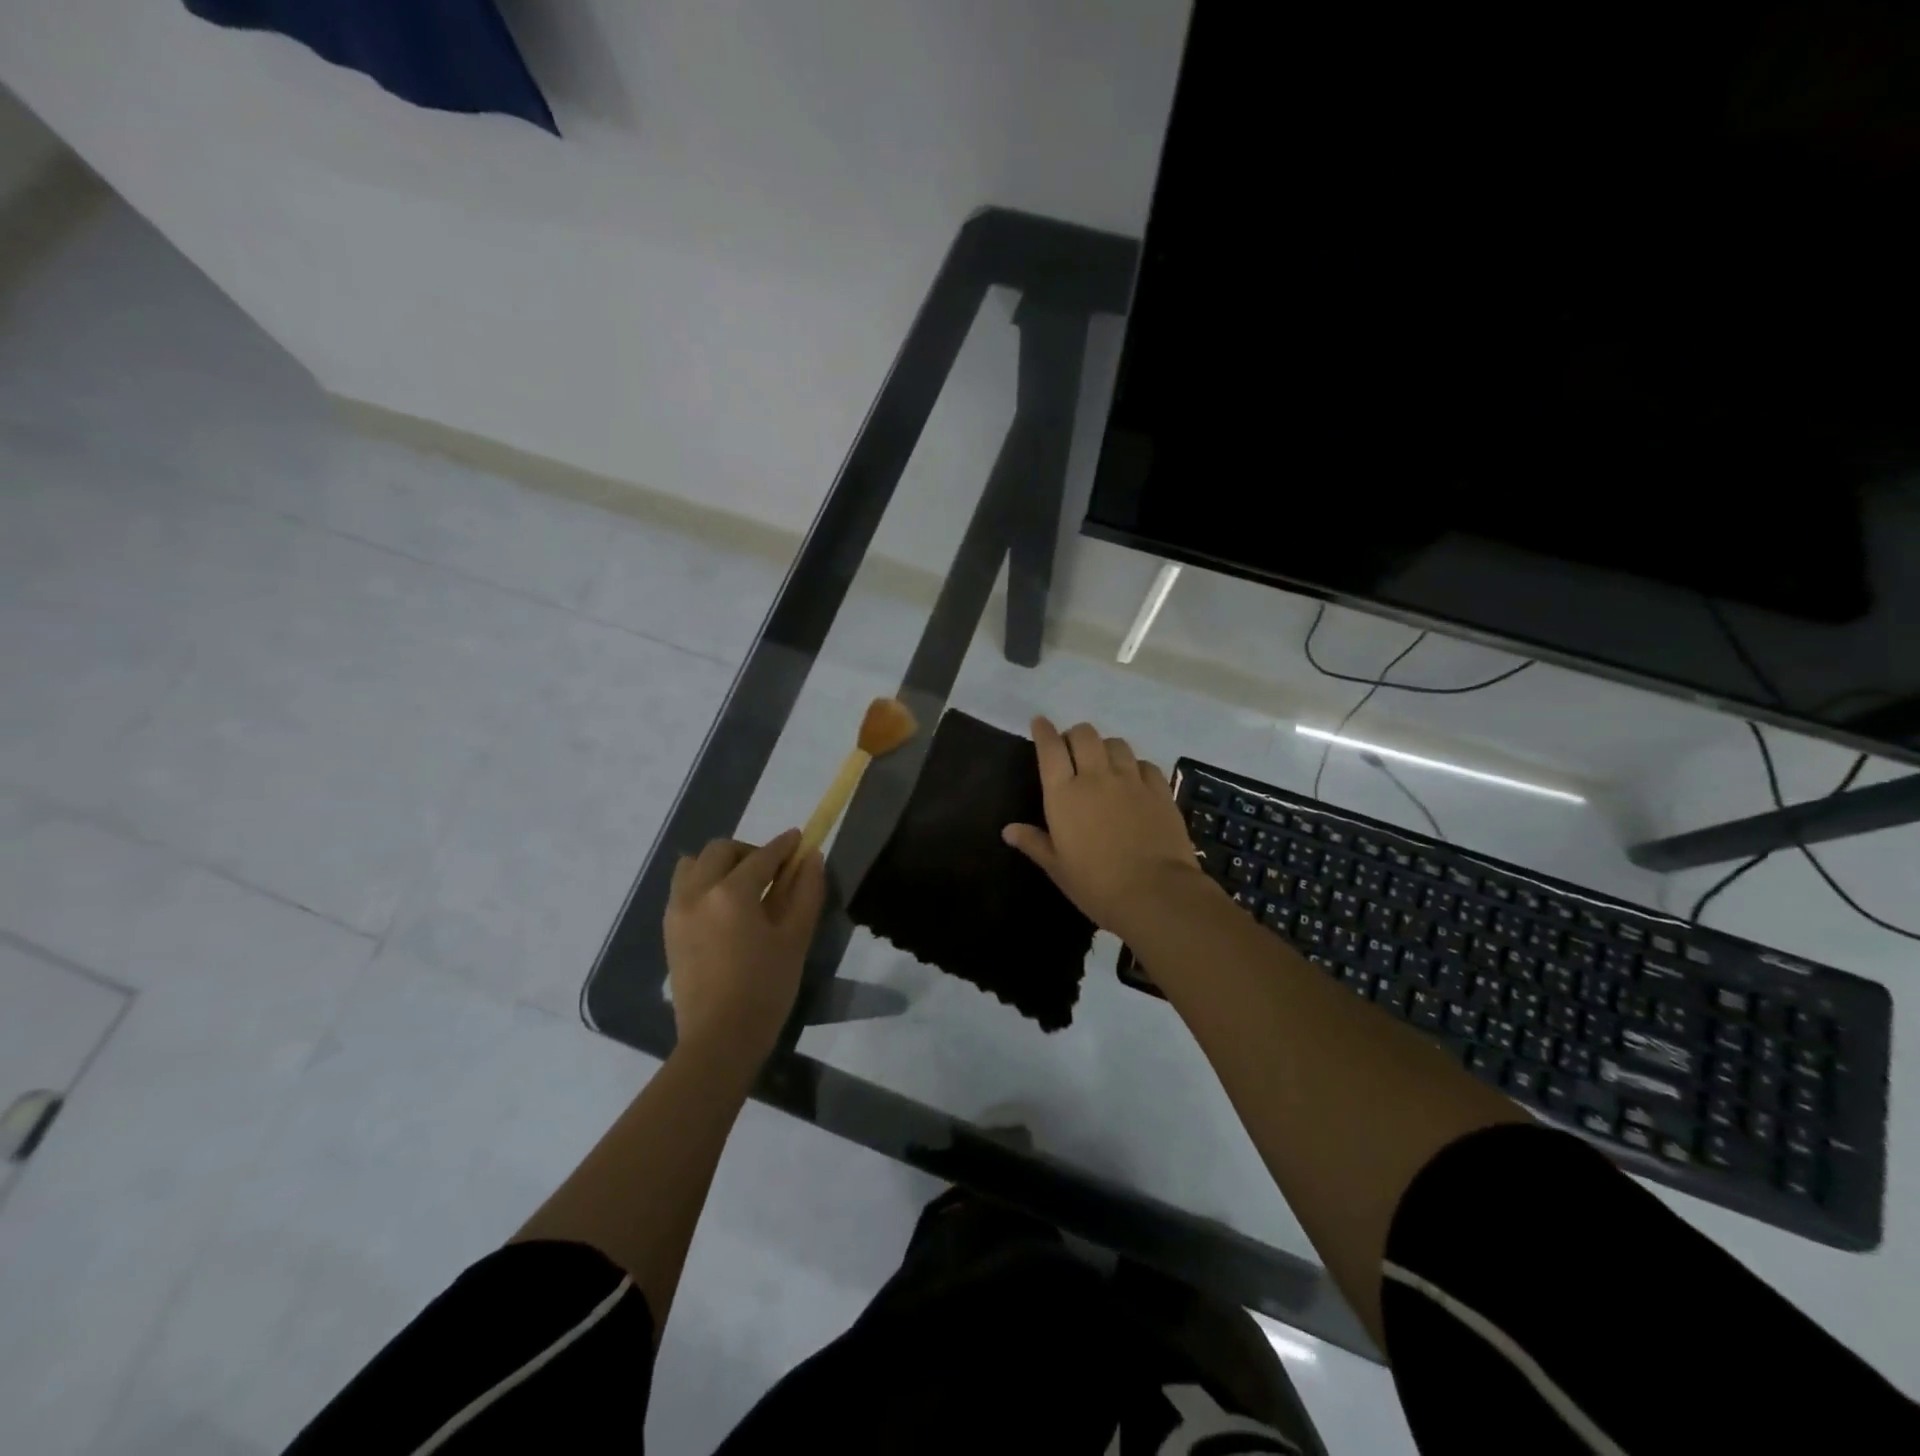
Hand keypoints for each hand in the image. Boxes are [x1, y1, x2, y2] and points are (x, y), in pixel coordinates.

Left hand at [664, 830, 825, 1068]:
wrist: (719, 1040)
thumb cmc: (766, 988)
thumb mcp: (795, 938)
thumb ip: (806, 891)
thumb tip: (811, 857)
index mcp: (731, 893)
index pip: (762, 856)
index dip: (784, 845)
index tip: (799, 838)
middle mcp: (697, 892)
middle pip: (721, 851)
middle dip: (749, 852)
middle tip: (773, 871)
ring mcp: (677, 911)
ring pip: (693, 865)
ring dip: (720, 864)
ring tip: (743, 887)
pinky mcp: (669, 931)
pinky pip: (683, 889)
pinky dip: (703, 883)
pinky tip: (724, 909)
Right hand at [1002, 717, 1211, 941]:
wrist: (1155, 893)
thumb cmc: (1097, 885)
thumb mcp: (1057, 868)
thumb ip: (1034, 843)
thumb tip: (1008, 830)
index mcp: (1064, 794)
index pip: (1050, 748)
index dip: (1043, 731)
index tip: (1040, 722)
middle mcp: (1096, 777)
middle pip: (1084, 735)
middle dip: (1074, 735)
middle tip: (1072, 750)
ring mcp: (1131, 780)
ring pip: (1116, 743)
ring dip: (1105, 746)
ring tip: (1103, 761)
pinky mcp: (1159, 790)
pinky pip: (1144, 764)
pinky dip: (1134, 765)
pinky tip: (1134, 778)